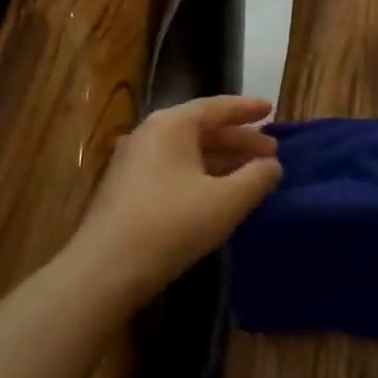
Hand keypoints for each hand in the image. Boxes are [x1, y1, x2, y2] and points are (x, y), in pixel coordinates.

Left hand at [72, 95, 281, 305]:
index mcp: (172, 125)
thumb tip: (272, 165)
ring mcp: (133, 162)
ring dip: (221, 159)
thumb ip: (257, 177)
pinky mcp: (126, 189)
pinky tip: (217, 193)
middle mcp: (149, 134)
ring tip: (251, 173)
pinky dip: (201, 174)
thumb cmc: (172, 225)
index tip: (272, 109)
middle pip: (202, 129)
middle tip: (270, 151)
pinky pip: (173, 169)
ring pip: (187, 152)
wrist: (105, 270)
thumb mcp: (227, 201)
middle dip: (238, 139)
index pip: (217, 107)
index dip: (247, 109)